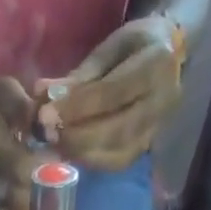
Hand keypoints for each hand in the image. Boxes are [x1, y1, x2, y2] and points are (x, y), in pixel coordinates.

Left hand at [34, 16, 185, 172]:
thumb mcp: (110, 47)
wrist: (169, 57)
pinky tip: (71, 153)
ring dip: (80, 153)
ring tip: (55, 144)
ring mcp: (156, 129)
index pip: (111, 93)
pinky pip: (116, 163)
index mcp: (156, 65)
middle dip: (76, 136)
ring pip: (116, 153)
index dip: (76, 107)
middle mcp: (161, 102)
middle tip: (48, 134)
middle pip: (115, 130)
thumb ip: (80, 75)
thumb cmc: (135, 46)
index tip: (45, 115)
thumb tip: (41, 94)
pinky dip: (91, 161)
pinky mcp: (146, 148)